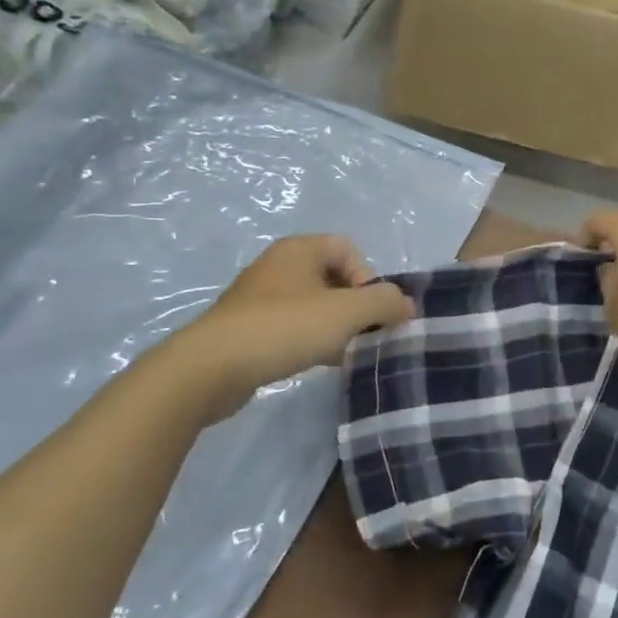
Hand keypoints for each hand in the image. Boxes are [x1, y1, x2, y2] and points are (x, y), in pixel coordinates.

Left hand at [174, 235, 412, 420]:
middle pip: (333, 277)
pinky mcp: (248, 327)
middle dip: (355, 306)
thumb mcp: (346, 313)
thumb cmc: (284, 328)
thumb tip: (406, 304)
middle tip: (363, 335)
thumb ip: (384, 302)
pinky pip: (292, 326)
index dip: (368, 278)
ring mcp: (260, 297)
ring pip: (313, 304)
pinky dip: (310, 340)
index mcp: (299, 249)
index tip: (370, 312)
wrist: (211, 367)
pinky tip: (316, 363)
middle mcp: (279, 265)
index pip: (348, 249)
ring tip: (343, 353)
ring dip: (335, 326)